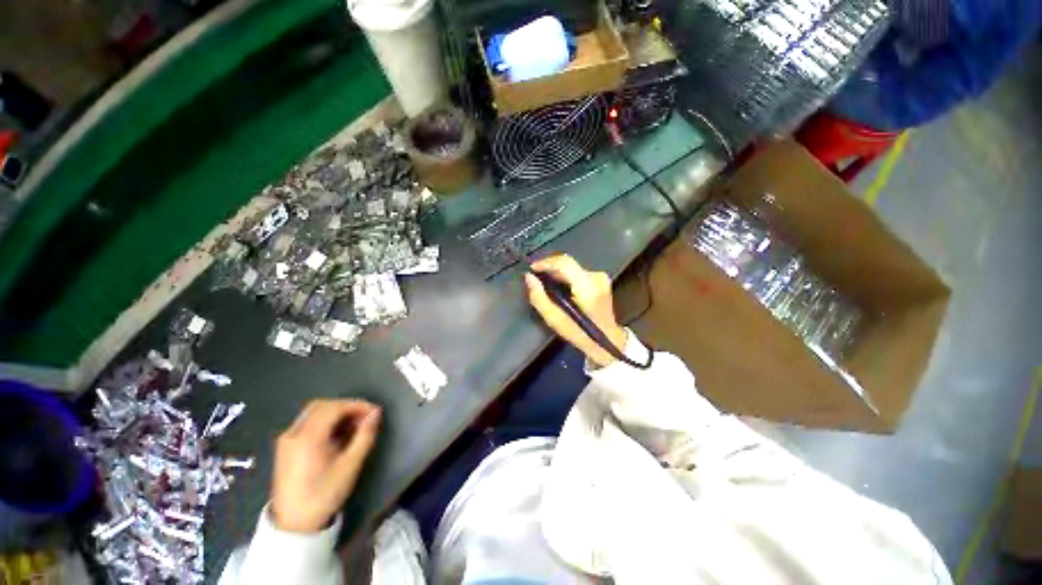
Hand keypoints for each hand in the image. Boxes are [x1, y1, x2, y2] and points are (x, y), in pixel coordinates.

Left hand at [270, 400, 381, 532]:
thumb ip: (365, 435)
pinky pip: (307, 422)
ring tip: (354, 424)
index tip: (374, 412)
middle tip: (365, 416)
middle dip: (346, 406)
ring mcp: (287, 439)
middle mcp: (293, 433)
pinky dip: (325, 421)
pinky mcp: (285, 446)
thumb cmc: (324, 494)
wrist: (294, 523)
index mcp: (308, 438)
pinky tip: (337, 433)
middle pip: (322, 405)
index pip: (334, 407)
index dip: (356, 405)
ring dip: (336, 412)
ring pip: (313, 412)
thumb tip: (376, 413)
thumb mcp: (350, 466)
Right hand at [525, 254, 626, 367]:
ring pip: (572, 267)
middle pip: (567, 263)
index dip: (546, 263)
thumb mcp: (556, 321)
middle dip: (550, 268)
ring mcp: (600, 277)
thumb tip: (529, 277)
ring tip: (546, 283)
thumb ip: (539, 298)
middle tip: (536, 277)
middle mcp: (596, 277)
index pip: (565, 264)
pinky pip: (577, 272)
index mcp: (587, 288)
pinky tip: (559, 287)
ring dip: (557, 272)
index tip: (532, 268)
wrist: (608, 340)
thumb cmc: (581, 333)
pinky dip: (566, 276)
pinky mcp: (601, 279)